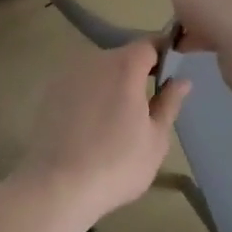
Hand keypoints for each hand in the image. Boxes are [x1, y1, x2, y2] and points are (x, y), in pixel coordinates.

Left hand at [18, 41, 189, 226]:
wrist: (56, 187)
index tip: (169, 76)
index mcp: (125, 65)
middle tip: (144, 107)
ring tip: (115, 120)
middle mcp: (95, 59)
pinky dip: (89, 95)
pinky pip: (80, 84)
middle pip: (123, 56)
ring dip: (111, 85)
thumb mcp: (155, 139)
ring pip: (100, 70)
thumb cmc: (116, 164)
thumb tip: (182, 80)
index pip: (150, 44)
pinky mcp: (50, 90)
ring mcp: (69, 73)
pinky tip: (90, 125)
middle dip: (137, 74)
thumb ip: (169, 103)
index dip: (162, 55)